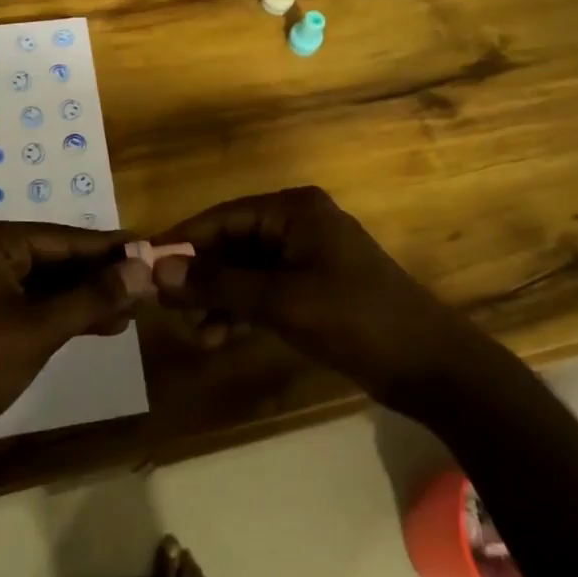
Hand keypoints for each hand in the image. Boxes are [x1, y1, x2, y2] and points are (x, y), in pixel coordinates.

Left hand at [0, 220, 151, 444]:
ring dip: (88, 298)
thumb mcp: (39, 328)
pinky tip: (103, 325)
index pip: (63, 238)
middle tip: (149, 285)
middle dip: (100, 276)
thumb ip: (94, 296)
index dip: (109, 248)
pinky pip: (34, 307)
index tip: (152, 249)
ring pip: (48, 285)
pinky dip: (66, 315)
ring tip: (134, 309)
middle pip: (56, 259)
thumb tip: (144, 268)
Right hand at [150, 187, 475, 401]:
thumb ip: (218, 285)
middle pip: (232, 244)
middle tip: (170, 313)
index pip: (222, 217)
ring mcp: (306, 256)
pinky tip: (220, 336)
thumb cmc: (356, 319)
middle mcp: (296, 223)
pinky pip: (264, 290)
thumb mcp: (281, 301)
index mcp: (292, 210)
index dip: (182, 242)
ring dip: (218, 299)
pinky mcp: (314, 287)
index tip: (145, 268)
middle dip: (200, 278)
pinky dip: (242, 310)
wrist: (432, 367)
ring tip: (196, 334)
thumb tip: (157, 271)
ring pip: (245, 271)